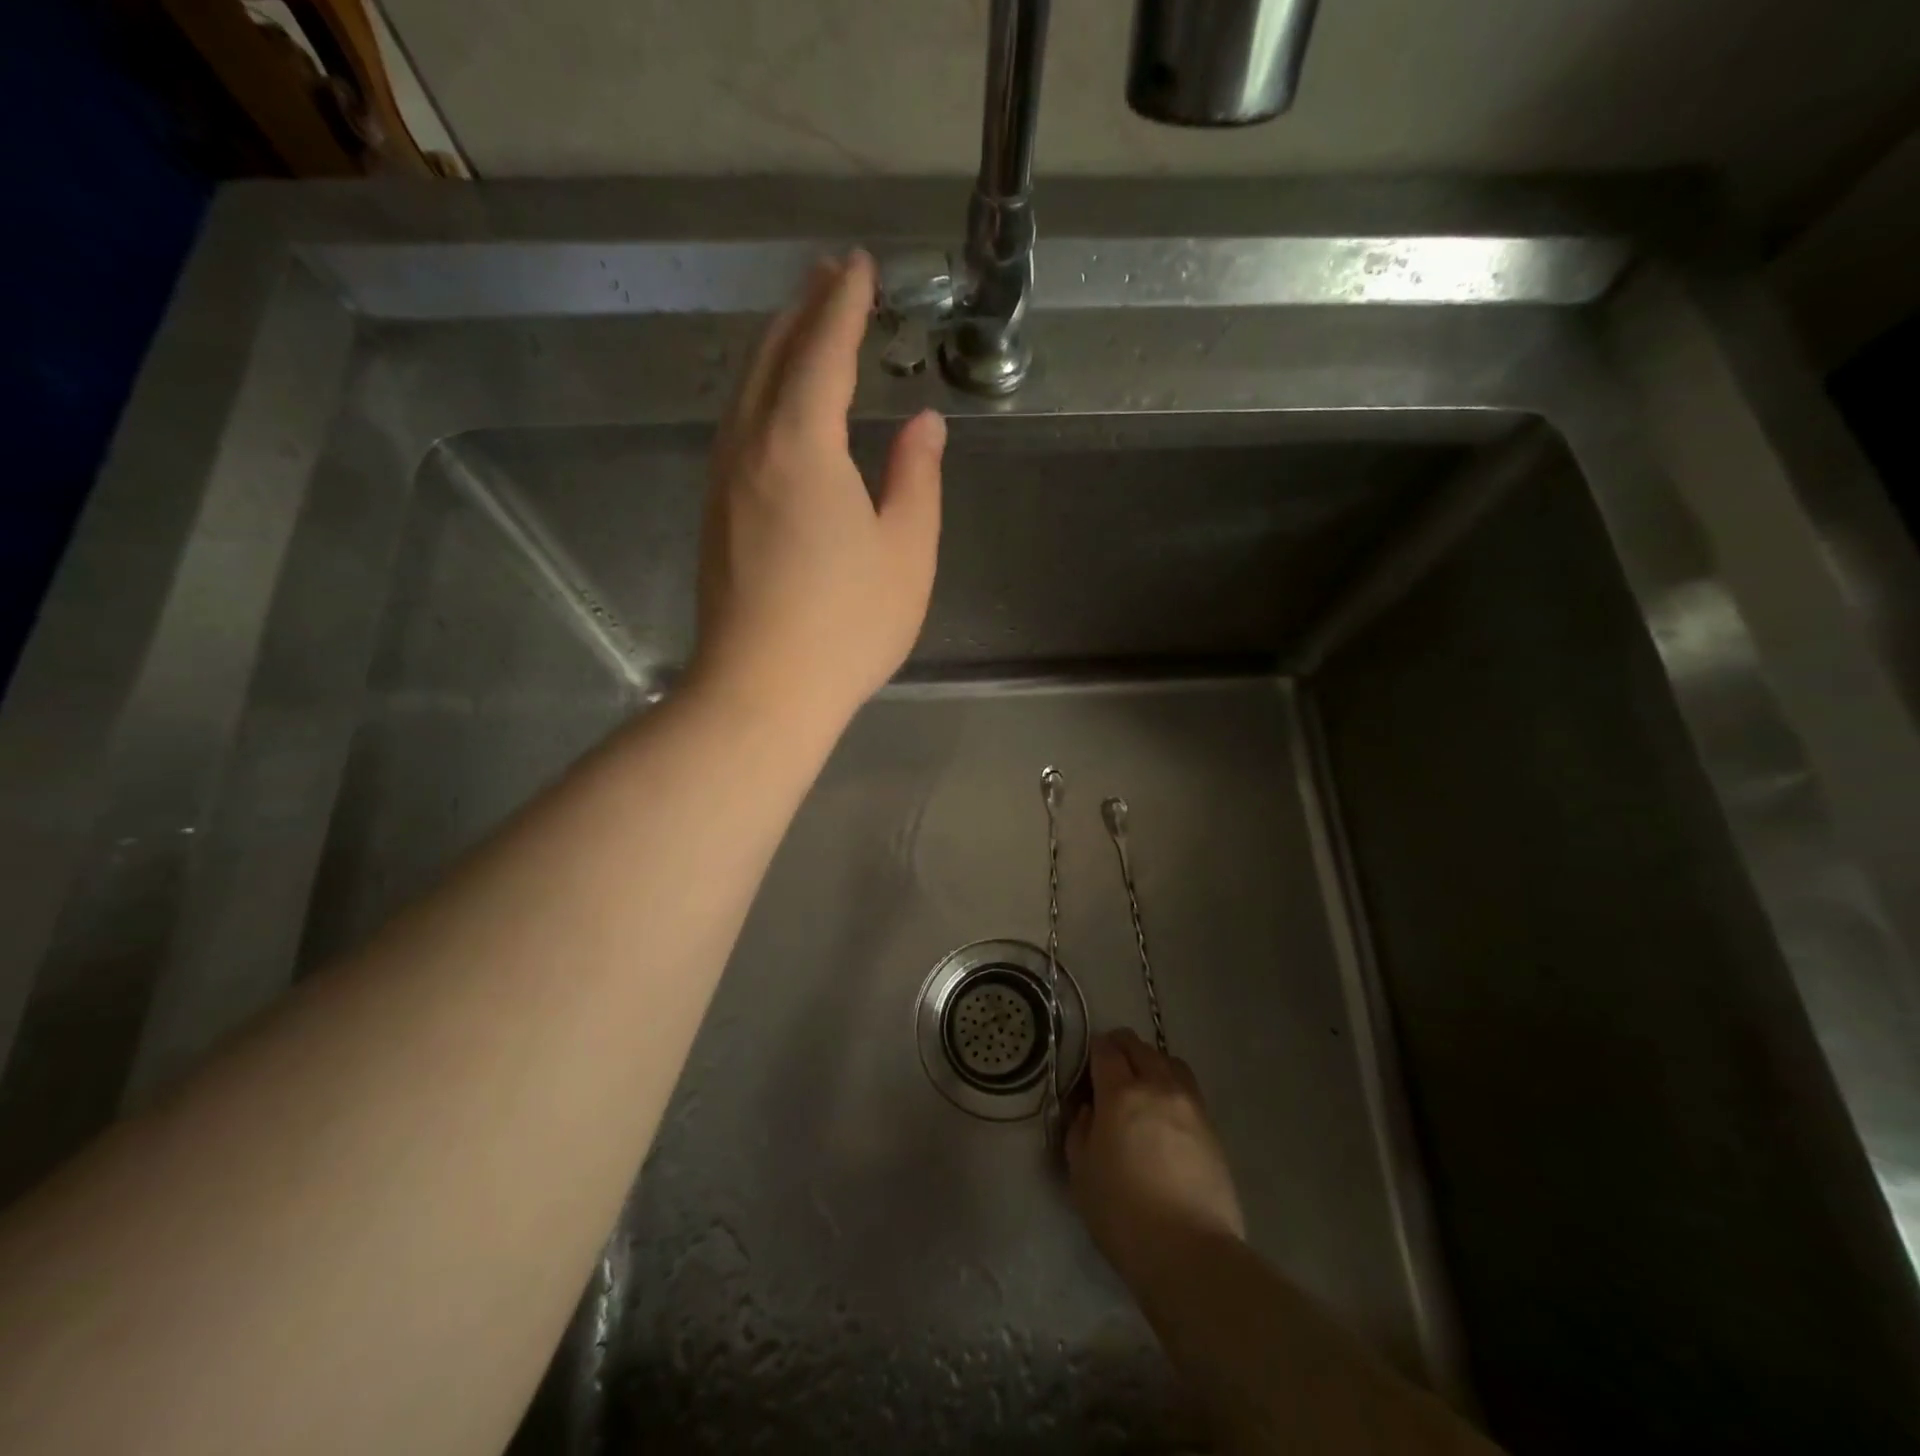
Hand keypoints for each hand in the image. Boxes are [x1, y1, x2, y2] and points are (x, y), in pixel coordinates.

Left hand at [690, 250, 944, 729]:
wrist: (760, 692)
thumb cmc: (847, 625)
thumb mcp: (906, 552)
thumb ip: (915, 477)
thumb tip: (923, 424)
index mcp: (802, 444)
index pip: (823, 351)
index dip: (843, 304)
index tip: (859, 266)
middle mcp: (751, 447)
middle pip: (773, 357)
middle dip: (804, 310)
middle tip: (830, 277)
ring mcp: (724, 481)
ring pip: (746, 390)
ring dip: (776, 349)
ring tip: (804, 326)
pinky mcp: (716, 514)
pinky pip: (737, 427)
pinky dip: (761, 393)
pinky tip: (776, 405)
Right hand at [1066, 1029, 1246, 1282]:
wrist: (1190, 1252)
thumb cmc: (1122, 1214)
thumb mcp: (1081, 1171)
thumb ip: (1080, 1129)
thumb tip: (1090, 1109)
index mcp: (1121, 1093)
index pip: (1106, 1049)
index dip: (1094, 1050)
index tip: (1088, 1067)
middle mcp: (1158, 1087)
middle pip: (1139, 1047)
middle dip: (1121, 1050)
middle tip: (1110, 1072)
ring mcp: (1190, 1105)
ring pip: (1169, 1061)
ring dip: (1152, 1063)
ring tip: (1143, 1088)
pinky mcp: (1212, 1128)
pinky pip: (1189, 1089)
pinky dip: (1173, 1087)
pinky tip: (1166, 1115)